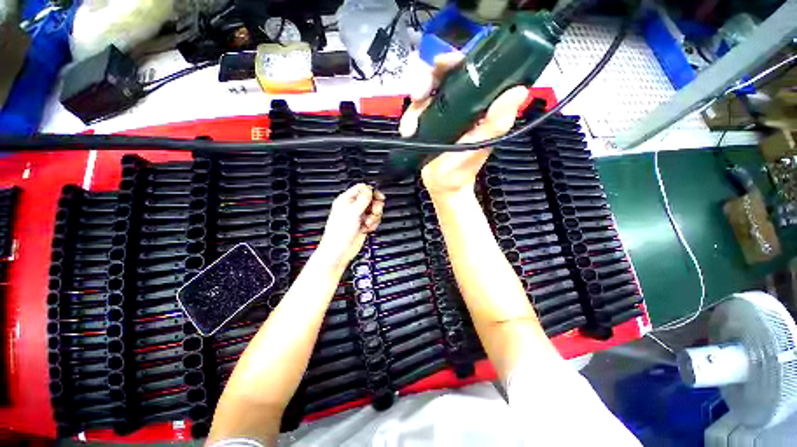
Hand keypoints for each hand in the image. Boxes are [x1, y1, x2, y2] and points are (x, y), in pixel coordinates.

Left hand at [317, 183, 384, 268]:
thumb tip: (369, 189)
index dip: (371, 192)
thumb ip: (363, 200)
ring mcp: (359, 216)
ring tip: (368, 222)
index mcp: (347, 200)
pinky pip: (374, 220)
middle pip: (371, 199)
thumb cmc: (339, 233)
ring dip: (375, 216)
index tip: (377, 197)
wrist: (340, 250)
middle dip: (375, 205)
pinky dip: (373, 224)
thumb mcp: (353, 212)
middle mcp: (353, 207)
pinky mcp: (363, 225)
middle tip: (374, 211)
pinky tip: (367, 228)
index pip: (362, 188)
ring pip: (374, 210)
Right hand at [400, 52, 528, 198]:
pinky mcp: (425, 124)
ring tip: (412, 127)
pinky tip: (409, 132)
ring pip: (424, 93)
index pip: (469, 72)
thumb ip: (497, 123)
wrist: (442, 186)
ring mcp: (439, 114)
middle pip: (441, 77)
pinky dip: (408, 120)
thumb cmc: (462, 169)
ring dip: (414, 105)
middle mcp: (457, 105)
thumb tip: (519, 91)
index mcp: (476, 105)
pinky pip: (413, 112)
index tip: (444, 63)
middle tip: (418, 94)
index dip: (457, 61)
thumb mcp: (480, 146)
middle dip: (427, 80)